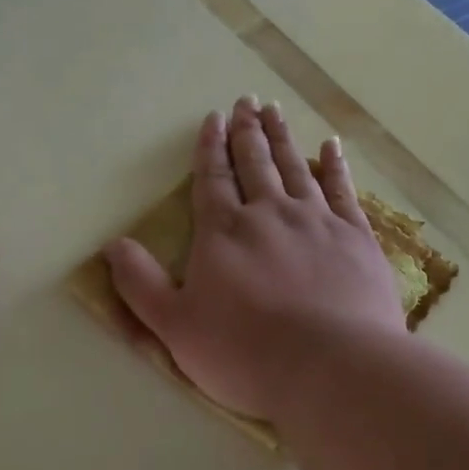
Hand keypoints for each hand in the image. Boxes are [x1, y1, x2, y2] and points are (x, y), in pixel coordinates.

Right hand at [105, 97, 406, 420]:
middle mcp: (270, 214)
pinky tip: (331, 146)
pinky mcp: (356, 237)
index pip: (213, 178)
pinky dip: (335, 165)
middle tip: (245, 102)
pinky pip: (343, 189)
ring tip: (275, 111)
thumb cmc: (246, 353)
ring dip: (282, 137)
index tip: (212, 118)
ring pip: (295, 167)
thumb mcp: (175, 327)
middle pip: (255, 163)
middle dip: (247, 131)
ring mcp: (317, 221)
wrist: (332, 367)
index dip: (210, 147)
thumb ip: (141, 284)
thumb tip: (112, 245)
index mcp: (224, 232)